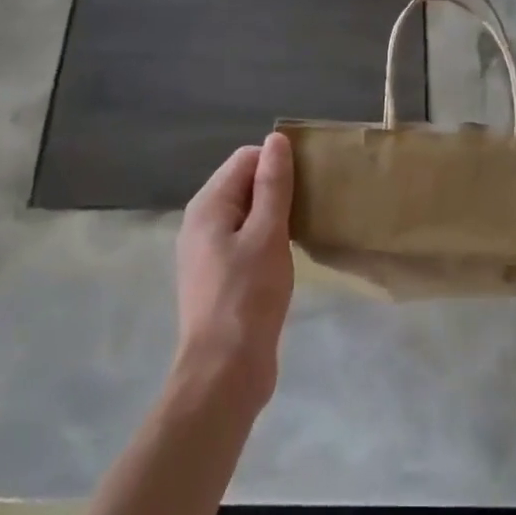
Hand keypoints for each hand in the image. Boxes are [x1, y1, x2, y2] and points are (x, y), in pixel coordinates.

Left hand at [173, 133, 294, 418]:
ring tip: (308, 224)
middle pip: (244, 185)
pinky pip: (247, 241)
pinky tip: (291, 253)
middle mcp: (201, 223)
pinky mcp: (221, 278)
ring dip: (276, 215)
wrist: (224, 373)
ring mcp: (208, 253)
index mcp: (208, 206)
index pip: (245, 159)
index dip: (277, 162)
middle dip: (278, 187)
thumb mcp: (267, 234)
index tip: (310, 179)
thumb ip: (272, 185)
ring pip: (247, 215)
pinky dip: (269, 239)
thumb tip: (276, 140)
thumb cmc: (248, 297)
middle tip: (314, 202)